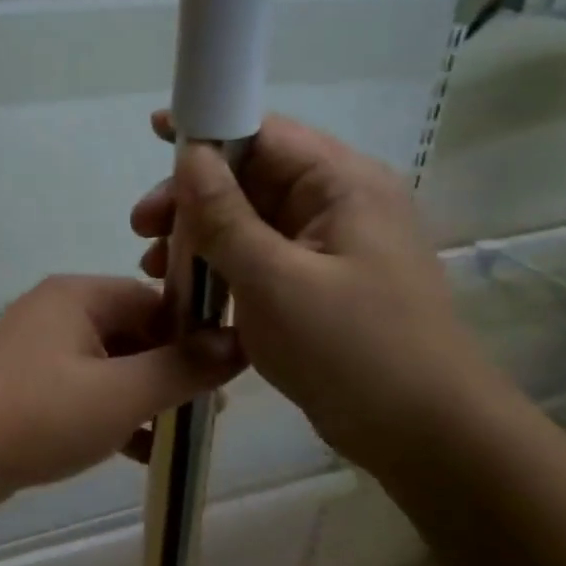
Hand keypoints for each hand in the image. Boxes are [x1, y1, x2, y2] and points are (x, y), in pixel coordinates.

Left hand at [0, 275, 242, 525]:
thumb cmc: (42, 414)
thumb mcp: (123, 394)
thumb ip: (183, 368)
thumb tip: (238, 343)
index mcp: (79, 295)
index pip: (155, 300)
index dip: (193, 334)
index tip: (226, 374)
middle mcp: (57, 310)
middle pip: (132, 331)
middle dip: (171, 370)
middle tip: (208, 410)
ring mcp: (37, 347)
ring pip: (109, 364)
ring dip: (144, 395)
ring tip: (181, 433)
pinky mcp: (26, 382)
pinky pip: (83, 388)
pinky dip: (112, 412)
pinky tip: (141, 452)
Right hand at [131, 112, 499, 477]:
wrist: (425, 436)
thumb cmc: (352, 350)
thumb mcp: (274, 280)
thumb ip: (225, 216)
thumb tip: (191, 154)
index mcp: (343, 185)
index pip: (266, 133)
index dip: (208, 129)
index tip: (154, 134)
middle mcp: (339, 204)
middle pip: (251, 177)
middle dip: (191, 198)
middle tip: (140, 230)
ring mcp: (330, 246)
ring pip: (249, 220)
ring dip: (199, 236)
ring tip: (155, 269)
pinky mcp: (318, 283)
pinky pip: (259, 257)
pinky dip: (220, 266)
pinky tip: (186, 291)